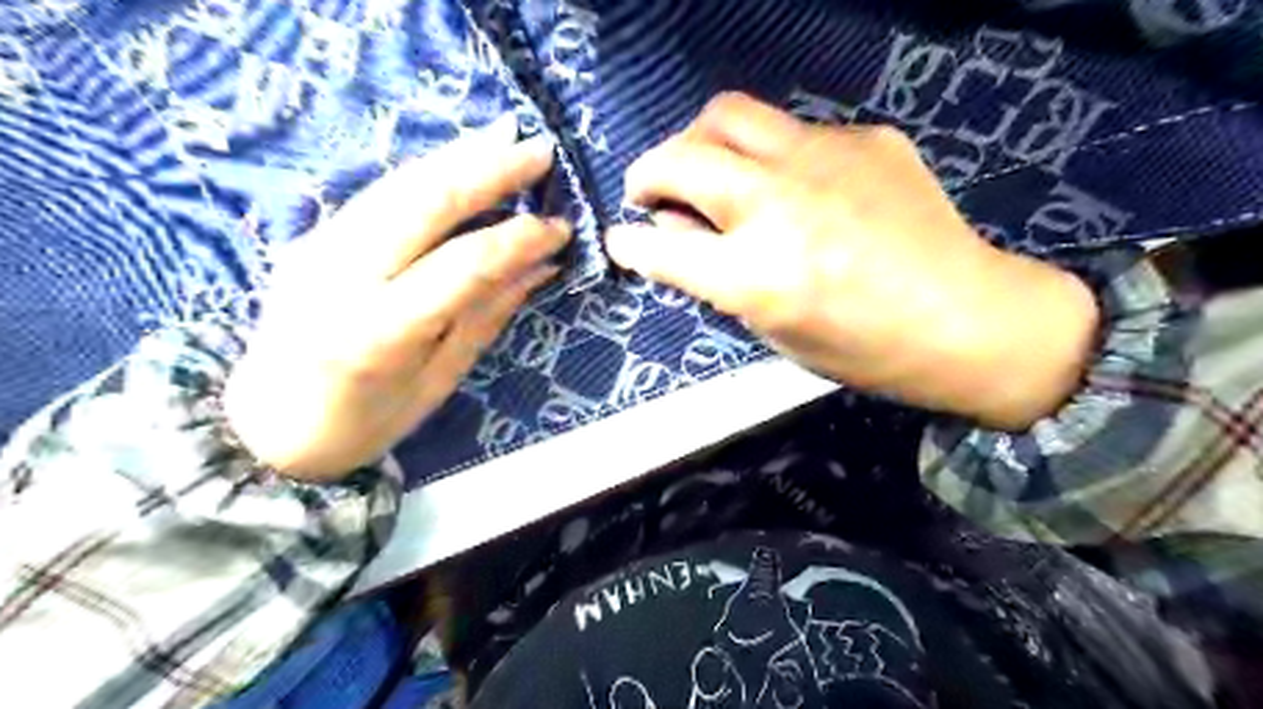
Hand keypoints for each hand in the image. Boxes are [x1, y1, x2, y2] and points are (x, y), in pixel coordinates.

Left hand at [221, 116, 566, 481]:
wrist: (266, 428)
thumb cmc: (364, 422)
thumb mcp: (439, 381)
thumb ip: (487, 315)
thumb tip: (539, 267)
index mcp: (379, 332)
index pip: (464, 264)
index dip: (519, 239)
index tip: (559, 229)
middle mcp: (340, 278)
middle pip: (423, 203)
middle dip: (488, 170)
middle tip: (539, 152)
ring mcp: (317, 249)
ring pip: (397, 185)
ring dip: (457, 157)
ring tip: (506, 139)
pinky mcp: (310, 236)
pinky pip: (378, 194)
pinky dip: (426, 173)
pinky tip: (458, 163)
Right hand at [607, 91, 1102, 427]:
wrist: (966, 318)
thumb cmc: (863, 350)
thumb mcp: (775, 332)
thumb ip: (717, 279)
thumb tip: (676, 231)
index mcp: (756, 275)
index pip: (660, 246)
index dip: (628, 242)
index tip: (620, 238)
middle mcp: (779, 206)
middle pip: (682, 157)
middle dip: (648, 172)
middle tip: (649, 190)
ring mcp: (823, 160)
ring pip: (728, 114)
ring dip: (699, 142)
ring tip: (706, 168)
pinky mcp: (863, 138)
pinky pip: (791, 131)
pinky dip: (769, 155)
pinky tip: (792, 184)